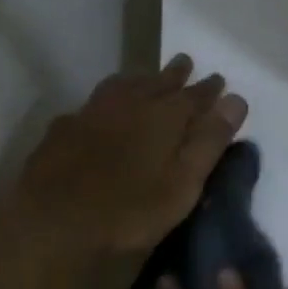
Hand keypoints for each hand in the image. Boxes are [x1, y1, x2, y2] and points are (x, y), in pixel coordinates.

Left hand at [14, 56, 246, 257]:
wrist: (51, 224)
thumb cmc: (128, 212)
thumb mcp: (182, 185)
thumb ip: (209, 142)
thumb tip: (236, 99)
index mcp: (163, 117)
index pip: (194, 95)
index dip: (209, 89)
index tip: (220, 80)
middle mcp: (128, 104)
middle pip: (157, 82)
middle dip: (175, 74)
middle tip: (185, 64)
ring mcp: (91, 113)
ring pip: (122, 85)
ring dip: (140, 79)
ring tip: (147, 78)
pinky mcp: (63, 129)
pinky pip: (92, 103)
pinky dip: (107, 100)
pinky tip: (101, 110)